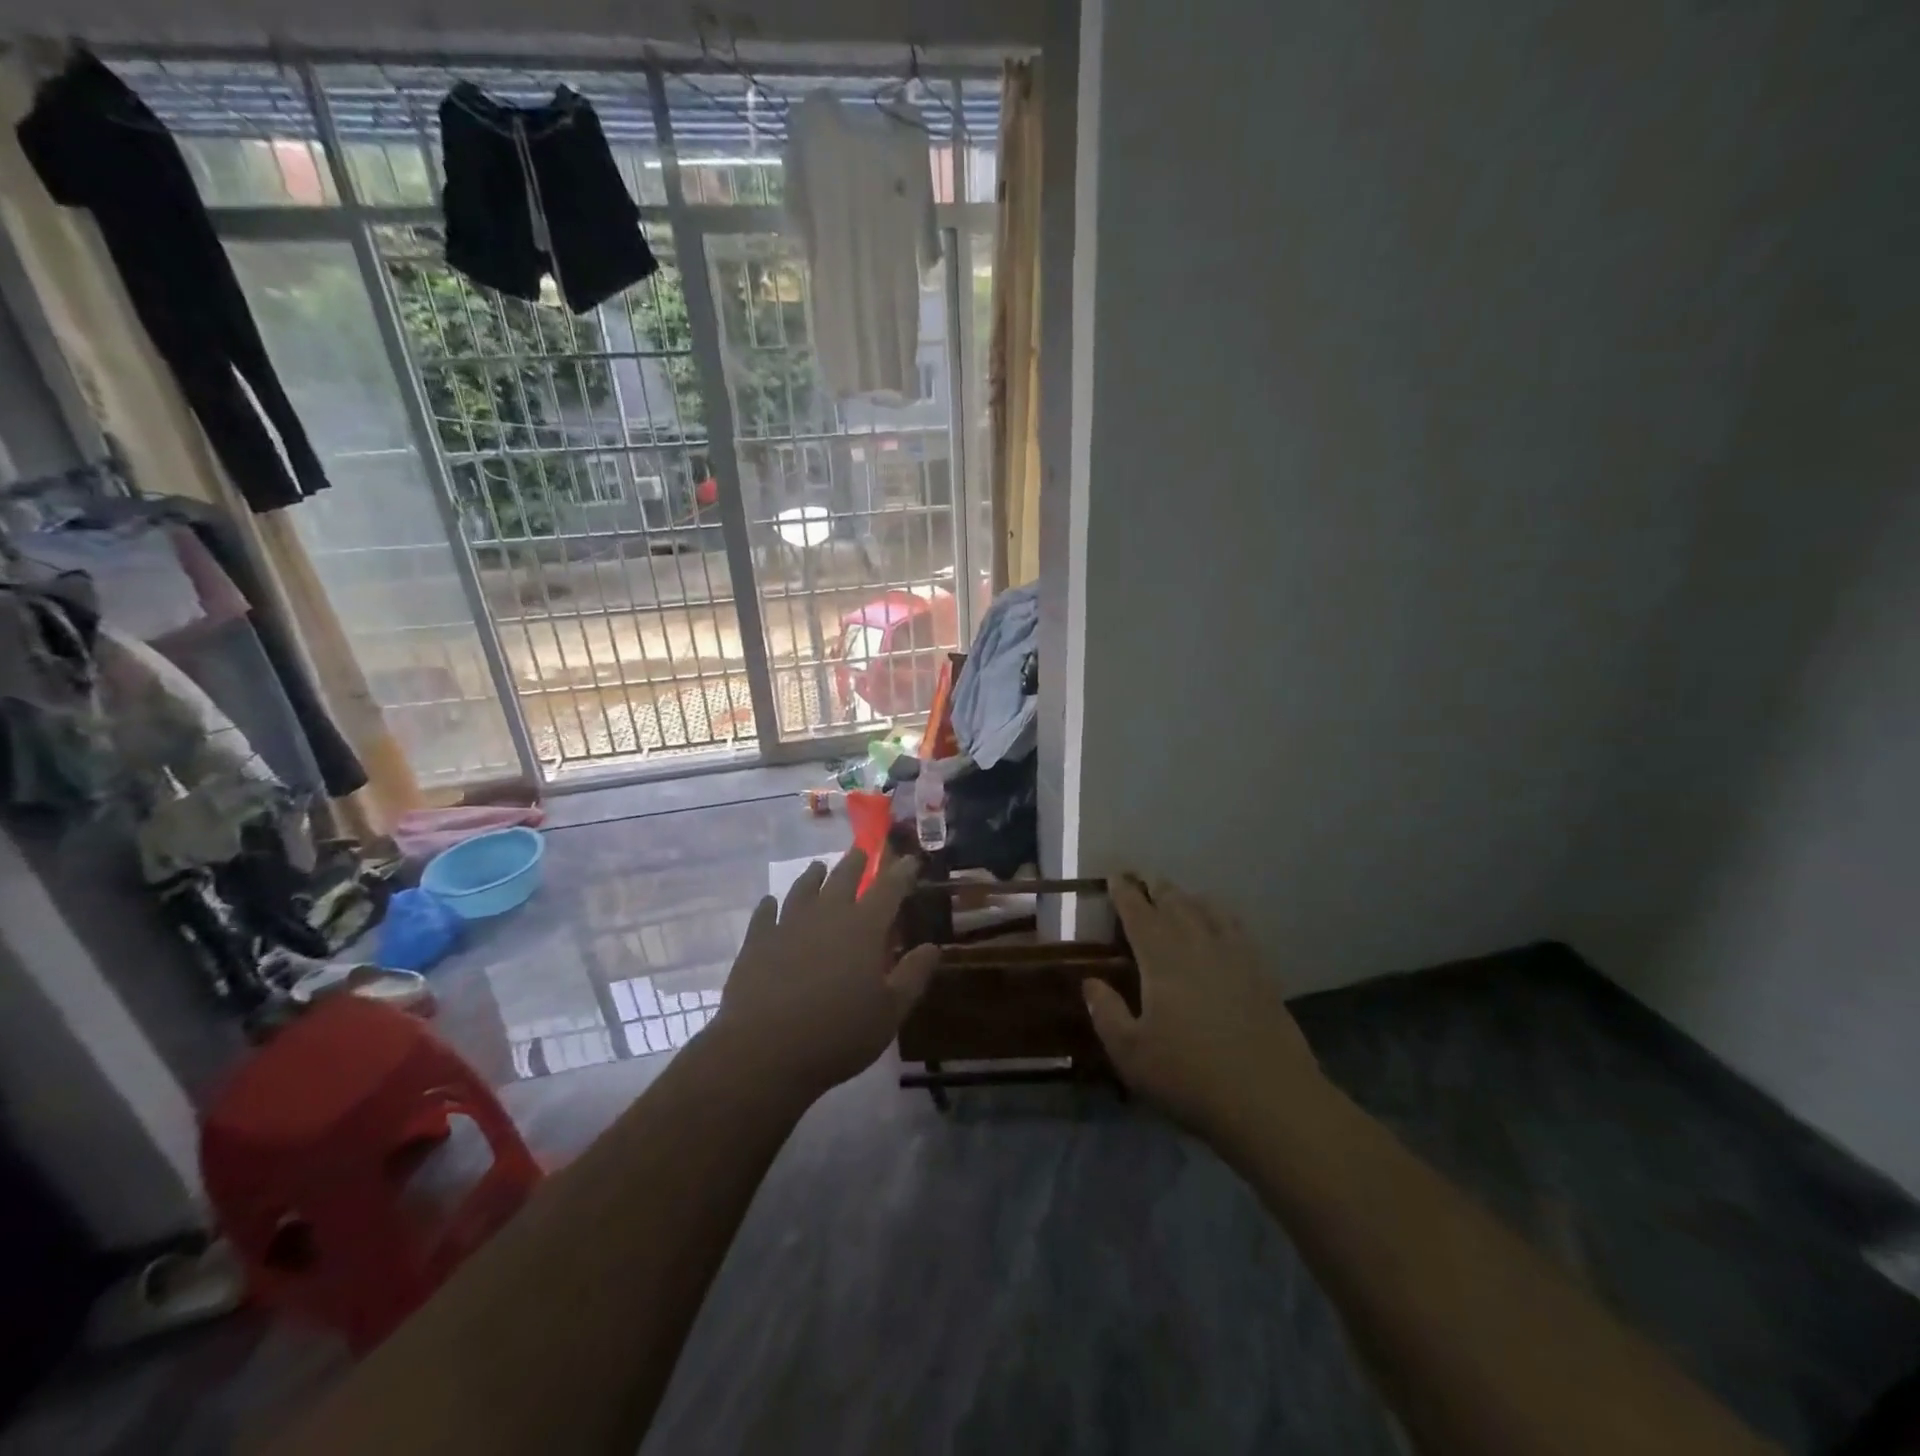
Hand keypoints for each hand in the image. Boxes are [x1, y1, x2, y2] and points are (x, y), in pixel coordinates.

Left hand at [711, 849, 937, 1102]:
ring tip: (818, 867)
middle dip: (857, 862)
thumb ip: (913, 976)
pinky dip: (769, 905)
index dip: (902, 871)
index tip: (910, 858)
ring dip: (813, 875)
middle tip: (862, 851)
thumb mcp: (890, 1012)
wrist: (764, 1052)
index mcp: (864, 928)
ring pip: (803, 888)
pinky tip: (769, 903)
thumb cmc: (838, 1035)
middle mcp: (827, 915)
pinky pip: (764, 913)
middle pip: (843, 877)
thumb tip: (932, 947)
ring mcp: (787, 925)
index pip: (889, 888)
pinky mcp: (756, 942)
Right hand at [1083, 876, 1322, 1137]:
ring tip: (1179, 897)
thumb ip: (1106, 1012)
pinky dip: (1221, 916)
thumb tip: (1091, 981)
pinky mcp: (1261, 973)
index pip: (1138, 911)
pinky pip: (1237, 928)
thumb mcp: (1130, 1052)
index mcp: (1161, 956)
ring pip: (1208, 910)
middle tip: (1144, 881)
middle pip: (1175, 903)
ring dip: (1188, 898)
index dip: (1124, 891)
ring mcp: (1234, 955)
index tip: (1115, 876)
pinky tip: (1221, 925)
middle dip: (1157, 889)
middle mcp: (1197, 943)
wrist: (1270, 1100)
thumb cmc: (1189, 1076)